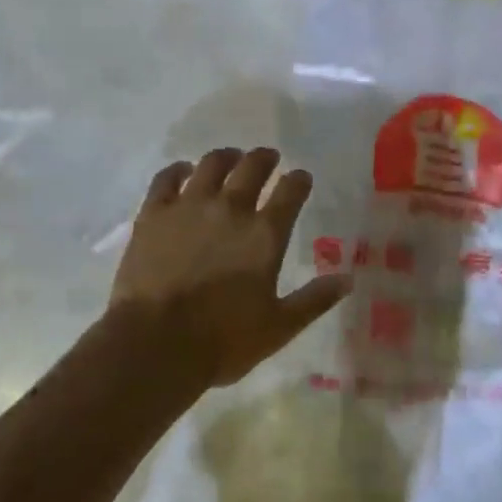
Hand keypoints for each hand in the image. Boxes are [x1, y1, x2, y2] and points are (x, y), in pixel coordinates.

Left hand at [109, 146, 352, 387]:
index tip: (301, 178)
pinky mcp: (153, 214)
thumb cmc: (223, 340)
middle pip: (252, 167)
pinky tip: (184, 171)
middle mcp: (230, 209)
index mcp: (264, 234)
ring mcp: (188, 207)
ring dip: (226, 157)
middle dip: (265, 159)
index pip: (290, 192)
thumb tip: (347, 280)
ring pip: (211, 164)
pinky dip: (179, 170)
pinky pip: (167, 178)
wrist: (155, 344)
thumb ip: (314, 300)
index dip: (299, 180)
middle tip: (269, 158)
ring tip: (231, 158)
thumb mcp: (279, 327)